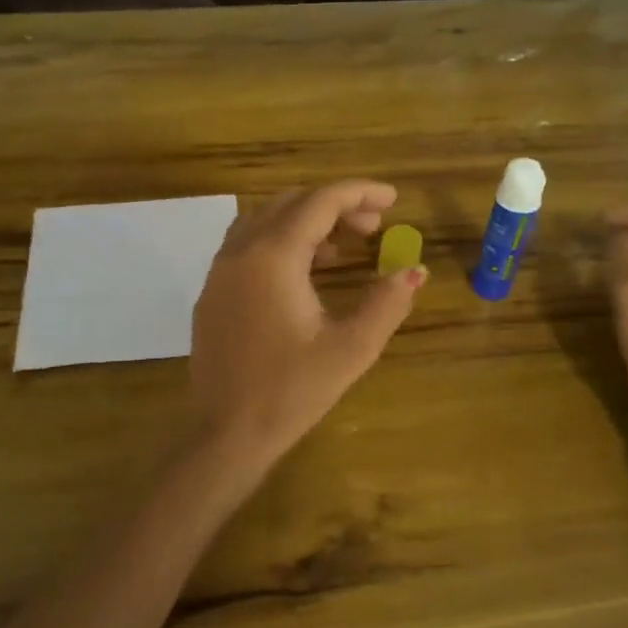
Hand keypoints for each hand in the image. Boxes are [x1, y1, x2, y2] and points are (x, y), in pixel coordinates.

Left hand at [189, 181, 424, 487]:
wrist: (226, 434)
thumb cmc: (291, 392)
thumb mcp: (350, 350)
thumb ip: (386, 304)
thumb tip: (415, 271)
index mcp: (273, 257)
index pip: (320, 202)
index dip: (360, 193)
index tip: (394, 199)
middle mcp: (241, 252)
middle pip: (291, 204)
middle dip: (335, 206)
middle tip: (374, 227)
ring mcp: (220, 271)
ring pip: (265, 221)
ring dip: (306, 222)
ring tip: (343, 248)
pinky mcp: (212, 293)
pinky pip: (248, 245)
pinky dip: (281, 242)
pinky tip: (306, 273)